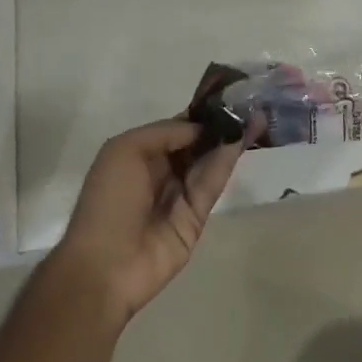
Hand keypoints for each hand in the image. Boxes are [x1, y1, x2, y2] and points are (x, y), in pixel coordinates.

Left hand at [51, 118, 251, 325]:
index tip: (225, 95)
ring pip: (208, 161)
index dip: (199, 113)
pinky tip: (242, 139)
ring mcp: (180, 194)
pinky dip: (227, 161)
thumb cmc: (109, 200)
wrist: (105, 266)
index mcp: (139, 153)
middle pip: (196, 143)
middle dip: (219, 125)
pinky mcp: (196, 217)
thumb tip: (201, 128)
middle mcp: (161, 170)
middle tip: (248, 103)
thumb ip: (166, 132)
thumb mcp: (126, 150)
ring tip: (255, 115)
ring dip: (229, 139)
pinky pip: (212, 183)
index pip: (176, 128)